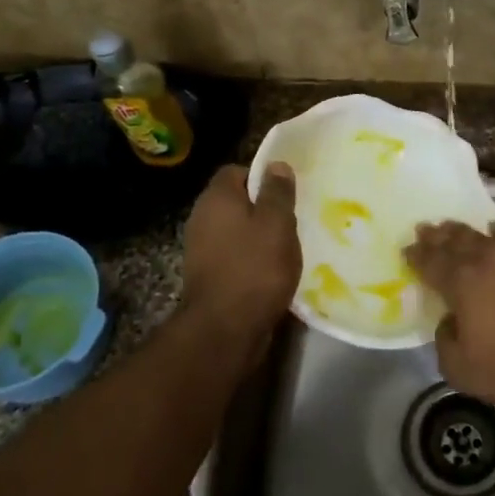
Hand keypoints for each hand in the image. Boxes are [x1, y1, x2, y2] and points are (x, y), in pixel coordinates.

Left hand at [180, 163, 299, 367]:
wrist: (224, 330)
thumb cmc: (255, 268)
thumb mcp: (277, 223)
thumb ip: (277, 192)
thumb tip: (276, 165)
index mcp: (216, 198)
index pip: (236, 171)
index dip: (262, 176)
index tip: (286, 191)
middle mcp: (202, 219)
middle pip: (236, 202)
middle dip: (263, 208)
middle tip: (292, 219)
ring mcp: (202, 249)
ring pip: (236, 231)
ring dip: (259, 237)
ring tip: (288, 247)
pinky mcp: (209, 276)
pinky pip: (234, 256)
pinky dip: (252, 260)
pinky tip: (273, 271)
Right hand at [403, 221, 494, 421]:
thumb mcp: (462, 372)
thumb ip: (445, 340)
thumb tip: (450, 321)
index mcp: (463, 281)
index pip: (431, 261)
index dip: (416, 255)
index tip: (407, 250)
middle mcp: (488, 257)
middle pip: (455, 240)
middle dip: (437, 236)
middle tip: (425, 230)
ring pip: (483, 233)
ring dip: (463, 231)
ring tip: (452, 228)